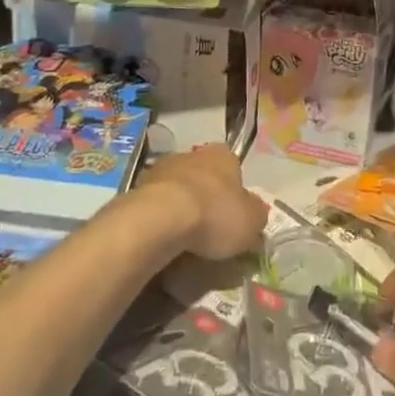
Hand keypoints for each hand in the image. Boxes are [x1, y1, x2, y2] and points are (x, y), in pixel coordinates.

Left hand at [138, 144, 265, 260]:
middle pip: (205, 178)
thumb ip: (256, 217)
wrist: (160, 219)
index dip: (235, 194)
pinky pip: (156, 206)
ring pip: (178, 190)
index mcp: (223, 155)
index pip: (234, 169)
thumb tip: (254, 217)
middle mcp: (193, 154)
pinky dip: (160, 221)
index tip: (233, 217)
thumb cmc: (215, 214)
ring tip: (184, 242)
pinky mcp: (137, 189)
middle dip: (207, 200)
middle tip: (210, 231)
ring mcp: (162, 169)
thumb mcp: (252, 222)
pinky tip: (164, 241)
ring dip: (181, 209)